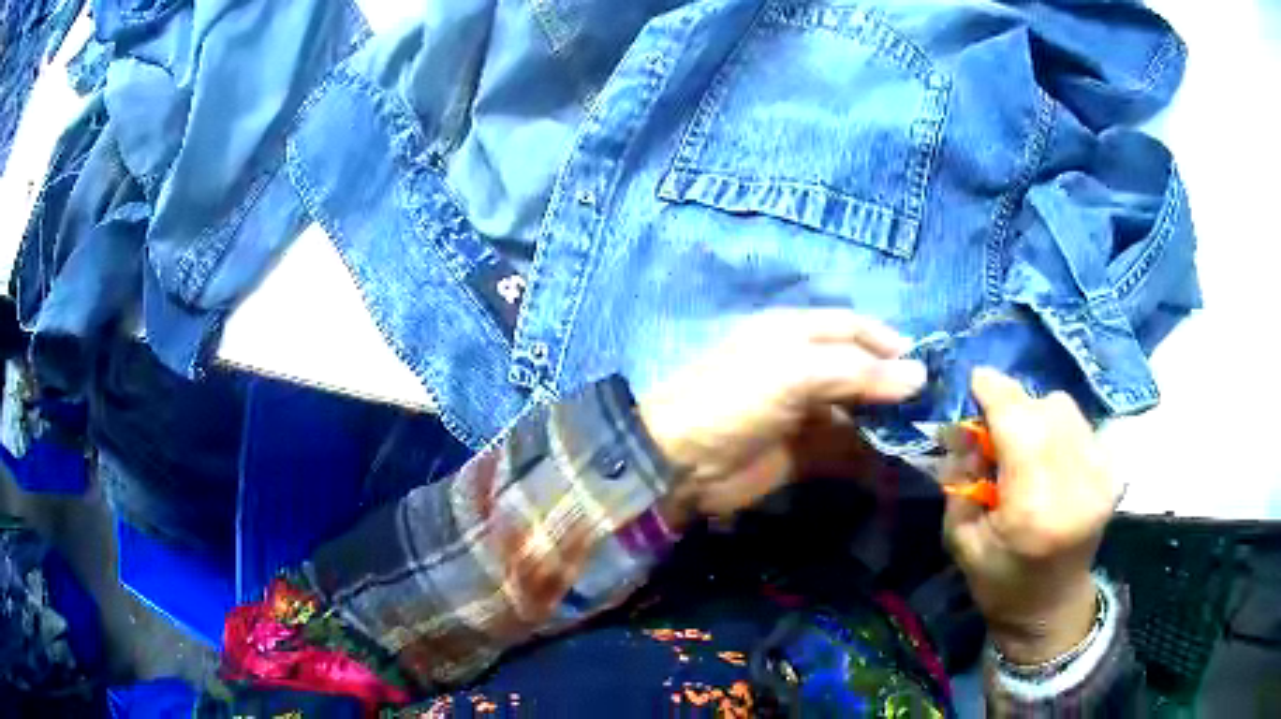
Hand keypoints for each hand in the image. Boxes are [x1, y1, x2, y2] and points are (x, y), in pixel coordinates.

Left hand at [638, 309, 925, 526]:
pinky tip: (895, 465)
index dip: (889, 342)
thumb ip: (858, 372)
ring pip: (857, 413)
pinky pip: (845, 451)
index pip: (853, 327)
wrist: (681, 463)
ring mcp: (804, 412)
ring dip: (888, 424)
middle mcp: (803, 367)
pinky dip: (870, 458)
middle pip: (860, 370)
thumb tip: (918, 376)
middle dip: (894, 386)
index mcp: (795, 333)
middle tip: (932, 406)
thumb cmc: (736, 400)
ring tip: (923, 437)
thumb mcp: (794, 372)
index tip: (926, 366)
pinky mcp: (802, 453)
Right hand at [943, 368, 1119, 663]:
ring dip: (1038, 415)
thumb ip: (959, 477)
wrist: (1051, 608)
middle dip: (1014, 406)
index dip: (996, 392)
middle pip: (1045, 409)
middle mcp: (1076, 485)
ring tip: (1024, 445)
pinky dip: (1060, 428)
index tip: (976, 380)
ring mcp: (1101, 477)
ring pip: (1066, 409)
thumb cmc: (1000, 582)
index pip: (1020, 424)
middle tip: (994, 428)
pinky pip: (1082, 424)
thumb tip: (964, 426)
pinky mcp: (1113, 474)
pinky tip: (1050, 456)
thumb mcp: (960, 538)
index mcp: (1033, 509)